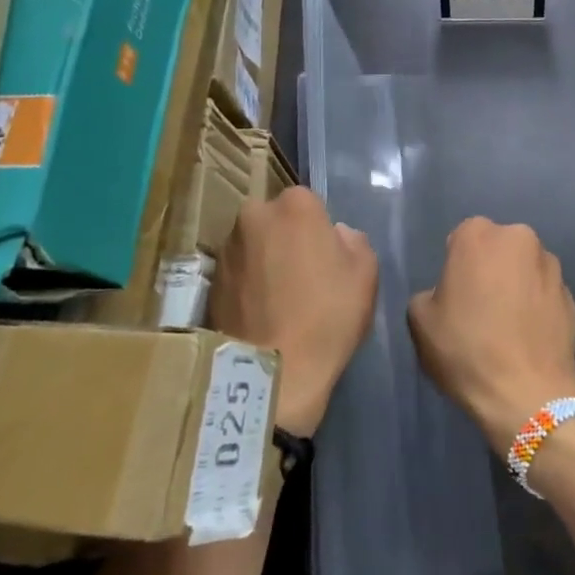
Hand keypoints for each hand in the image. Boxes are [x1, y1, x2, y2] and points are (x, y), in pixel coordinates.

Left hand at [210, 187, 377, 435]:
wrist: (272, 372)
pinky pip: (237, 272)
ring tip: (279, 296)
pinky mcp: (209, 280)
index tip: (326, 255)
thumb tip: (335, 235)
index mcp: (295, 205)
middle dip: (286, 237)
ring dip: (264, 259)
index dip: (319, 229)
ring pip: (254, 243)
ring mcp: (227, 247)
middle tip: (302, 273)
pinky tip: (261, 311)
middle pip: (276, 219)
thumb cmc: (327, 316)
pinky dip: (247, 283)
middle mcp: (254, 214)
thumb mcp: (366, 274)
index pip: (310, 203)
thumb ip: (353, 241)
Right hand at [408, 218, 574, 455]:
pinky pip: (543, 292)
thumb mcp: (420, 321)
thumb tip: (447, 294)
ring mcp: (550, 265)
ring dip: (515, 285)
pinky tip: (527, 336)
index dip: (456, 266)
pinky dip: (535, 305)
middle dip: (489, 268)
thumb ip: (429, 294)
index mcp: (479, 235)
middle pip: (497, 248)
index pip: (461, 238)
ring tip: (507, 325)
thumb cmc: (467, 350)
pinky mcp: (570, 294)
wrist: (528, 394)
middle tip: (479, 307)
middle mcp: (519, 238)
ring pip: (524, 268)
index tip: (454, 295)